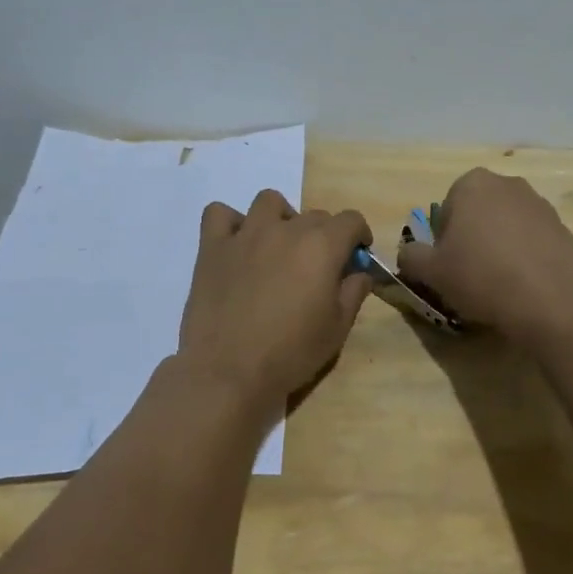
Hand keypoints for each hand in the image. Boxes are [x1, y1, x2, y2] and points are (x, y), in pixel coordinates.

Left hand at [176, 189, 373, 413]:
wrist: (227, 371)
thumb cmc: (290, 353)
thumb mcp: (337, 329)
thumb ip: (353, 293)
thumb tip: (360, 273)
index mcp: (321, 246)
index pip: (351, 220)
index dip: (359, 235)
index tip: (356, 255)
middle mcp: (286, 229)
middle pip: (314, 215)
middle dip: (323, 235)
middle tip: (317, 267)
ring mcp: (246, 234)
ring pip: (269, 202)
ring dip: (280, 217)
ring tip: (278, 246)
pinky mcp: (212, 247)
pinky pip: (219, 214)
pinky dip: (230, 223)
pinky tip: (237, 245)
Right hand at [395, 168, 572, 344]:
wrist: (549, 300)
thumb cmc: (481, 277)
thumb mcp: (431, 272)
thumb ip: (411, 257)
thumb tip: (409, 254)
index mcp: (472, 184)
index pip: (446, 209)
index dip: (443, 240)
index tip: (449, 266)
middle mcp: (507, 183)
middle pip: (478, 213)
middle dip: (472, 238)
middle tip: (470, 274)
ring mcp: (539, 203)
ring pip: (506, 225)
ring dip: (499, 246)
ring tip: (499, 283)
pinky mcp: (562, 226)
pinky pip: (532, 240)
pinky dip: (525, 256)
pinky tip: (524, 284)